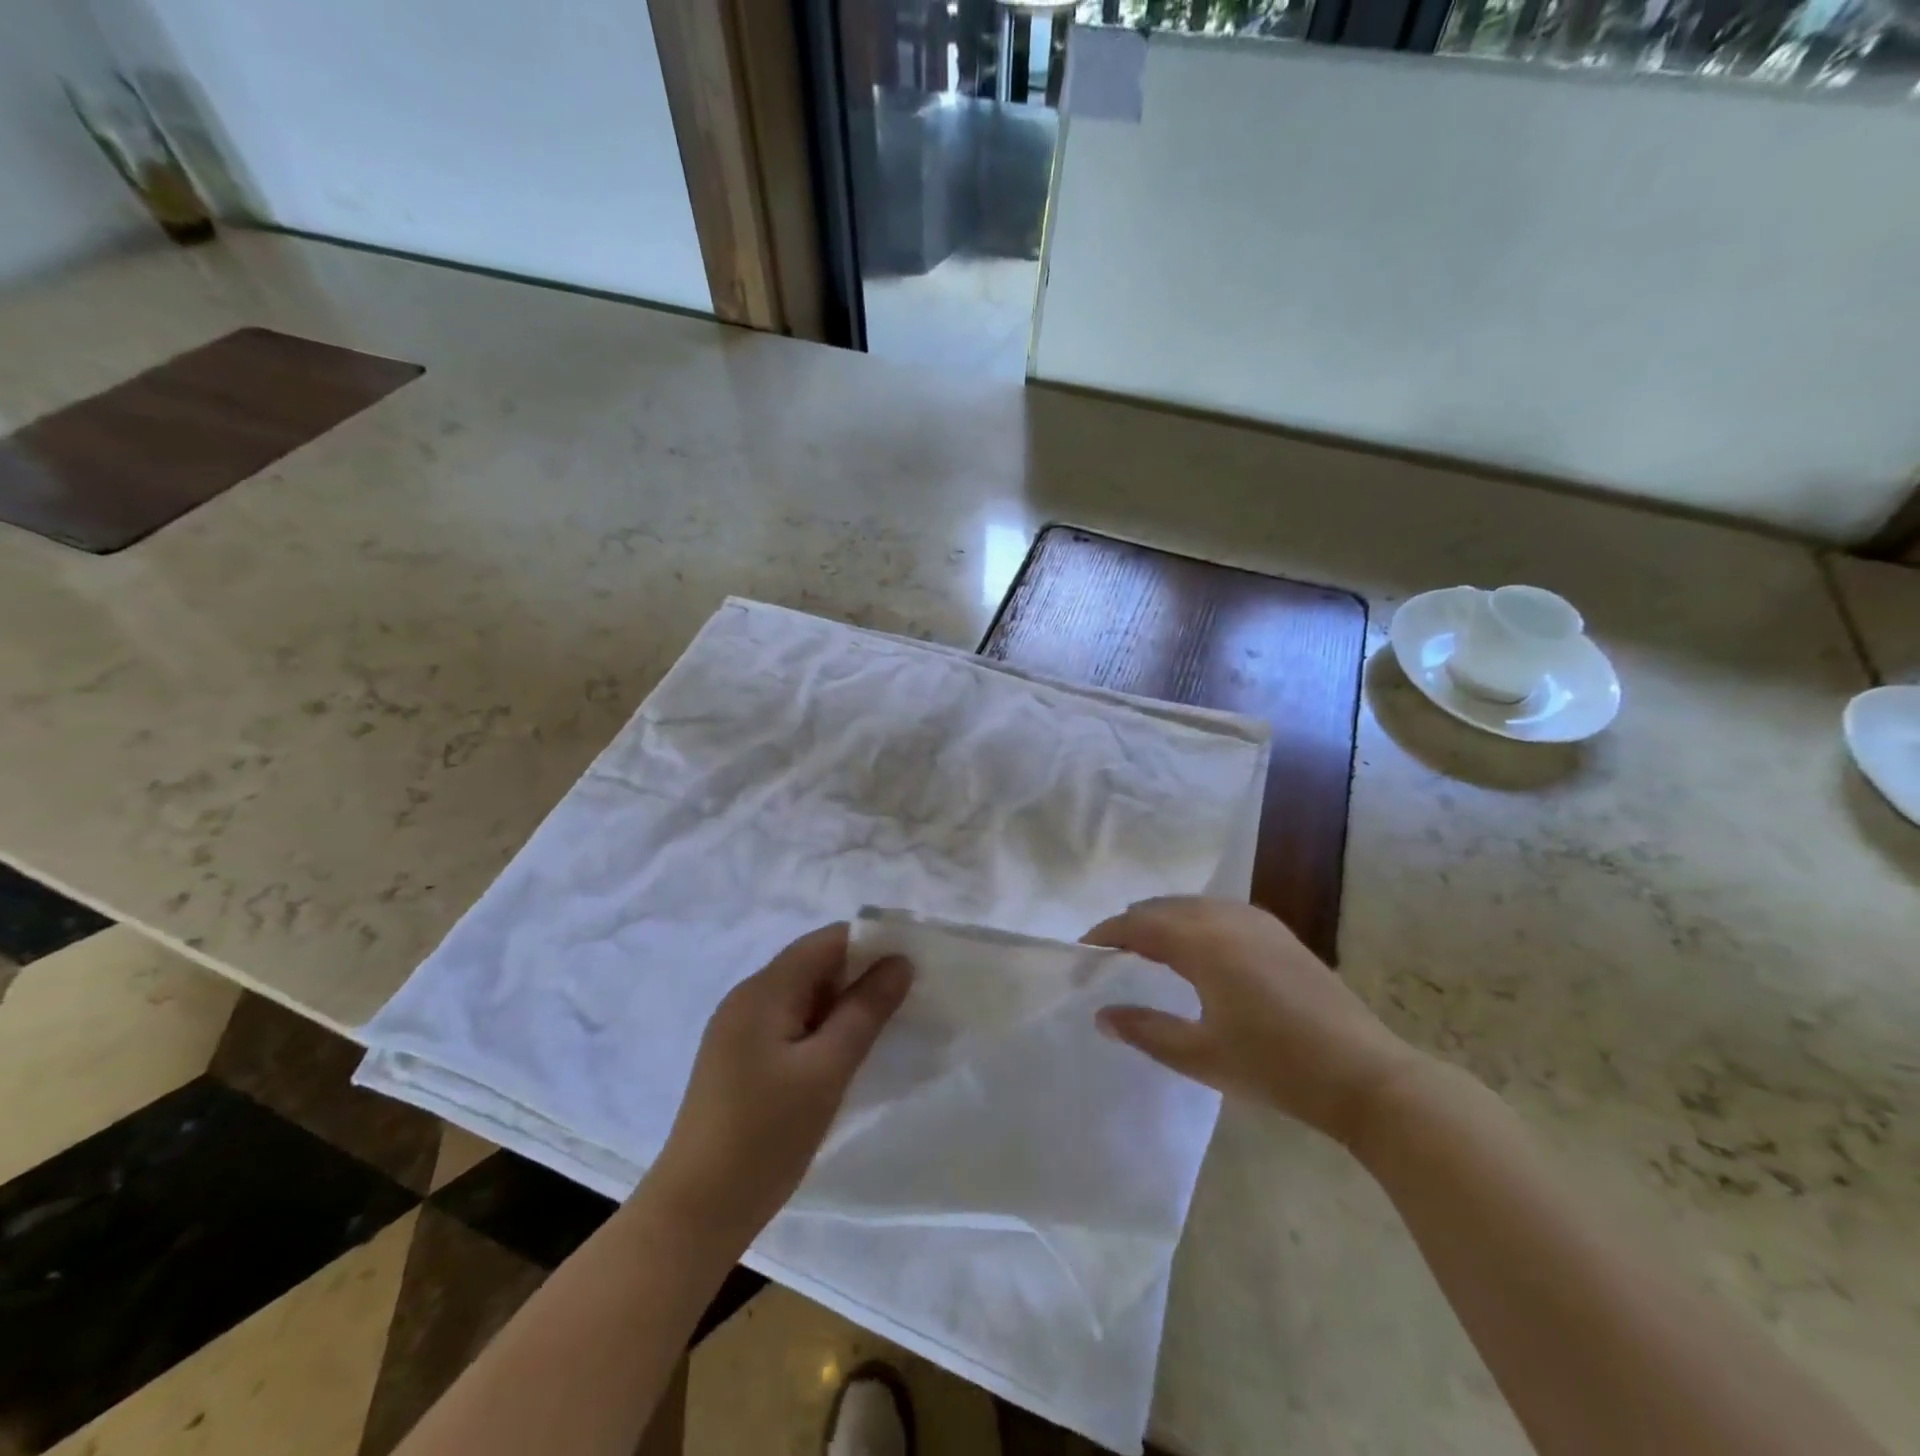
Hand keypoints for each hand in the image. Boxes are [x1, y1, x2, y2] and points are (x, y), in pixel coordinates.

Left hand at [651, 923, 911, 1242]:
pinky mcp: (738, 1059)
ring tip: (881, 1030)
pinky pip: (788, 1023)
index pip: (825, 941)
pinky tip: (841, 1056)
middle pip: (813, 965)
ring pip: (802, 996)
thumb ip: (866, 1010)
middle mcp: (747, 998)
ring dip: (841, 1005)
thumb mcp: (827, 1069)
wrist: (696, 1213)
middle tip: (904, 1002)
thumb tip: (900, 961)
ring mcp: (738, 1030)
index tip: (910, 965)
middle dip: (859, 975)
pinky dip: (820, 1028)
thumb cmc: (766, 1136)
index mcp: (763, 990)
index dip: (870, 944)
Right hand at [1085, 897, 1425, 1147]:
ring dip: (1164, 919)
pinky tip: (1198, 948)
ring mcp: (1258, 922)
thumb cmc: (1275, 1067)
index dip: (1107, 934)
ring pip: (1194, 905)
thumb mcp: (1200, 1056)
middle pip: (1164, 907)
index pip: (1139, 924)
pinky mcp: (1280, 933)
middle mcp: (1227, 918)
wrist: (1365, 1076)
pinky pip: (1221, 910)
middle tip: (1111, 953)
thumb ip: (1145, 1031)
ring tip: (1148, 948)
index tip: (1084, 950)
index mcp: (1203, 943)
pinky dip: (1195, 920)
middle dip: (1133, 924)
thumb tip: (1102, 1015)